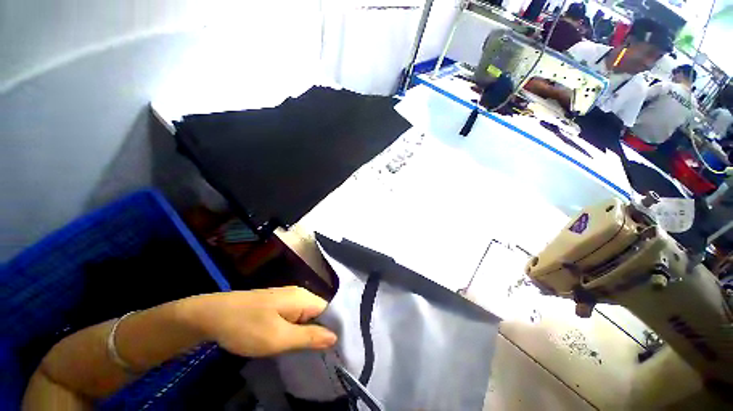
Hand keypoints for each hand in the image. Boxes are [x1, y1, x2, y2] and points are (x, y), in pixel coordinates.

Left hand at [183, 287, 336, 356]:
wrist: (211, 315)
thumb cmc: (246, 327)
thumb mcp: (278, 337)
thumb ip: (309, 337)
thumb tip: (335, 337)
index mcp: (303, 298)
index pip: (329, 310)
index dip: (334, 329)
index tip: (337, 350)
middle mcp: (299, 294)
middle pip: (319, 313)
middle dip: (322, 333)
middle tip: (325, 357)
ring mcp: (287, 299)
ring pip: (307, 316)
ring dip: (309, 333)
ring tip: (313, 354)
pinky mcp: (277, 305)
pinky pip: (295, 317)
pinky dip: (298, 331)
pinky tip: (295, 344)